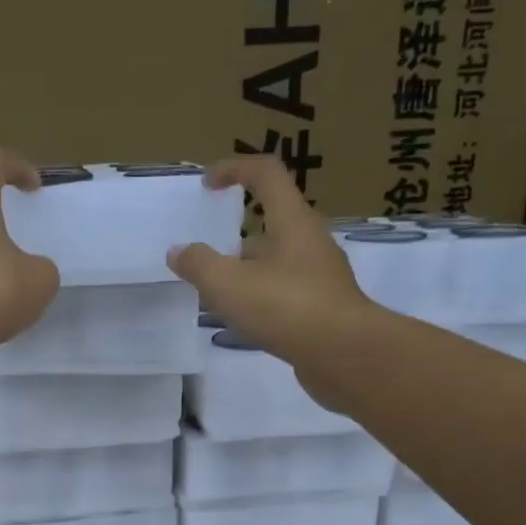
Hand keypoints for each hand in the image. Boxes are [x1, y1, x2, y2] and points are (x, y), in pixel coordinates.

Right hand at [168, 156, 371, 364]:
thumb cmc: (287, 307)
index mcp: (292, 221)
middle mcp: (310, 241)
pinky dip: (261, 295)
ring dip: (247, 269)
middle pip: (271, 221)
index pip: (266, 174)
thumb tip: (179, 251)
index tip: (207, 184)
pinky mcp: (323, 305)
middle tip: (207, 255)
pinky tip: (244, 319)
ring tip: (217, 294)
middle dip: (236, 233)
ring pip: (277, 259)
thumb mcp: (228, 284)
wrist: (346, 355)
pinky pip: (285, 289)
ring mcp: (320, 274)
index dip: (235, 169)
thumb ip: (199, 264)